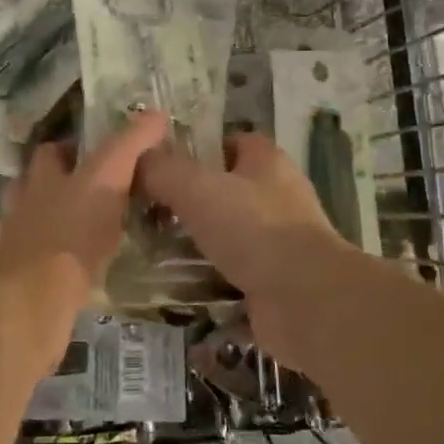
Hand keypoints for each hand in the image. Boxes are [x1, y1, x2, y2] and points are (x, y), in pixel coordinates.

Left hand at [0, 110, 169, 335]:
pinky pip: (52, 262)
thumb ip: (129, 145)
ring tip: (102, 230)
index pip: (52, 151)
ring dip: (68, 224)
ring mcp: (23, 245)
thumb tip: (156, 114)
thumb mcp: (107, 177)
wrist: (33, 300)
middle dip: (67, 186)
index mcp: (41, 178)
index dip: (73, 148)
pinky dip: (70, 259)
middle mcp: (26, 206)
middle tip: (105, 192)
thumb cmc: (70, 230)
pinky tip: (92, 266)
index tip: (102, 153)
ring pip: (45, 225)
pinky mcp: (30, 281)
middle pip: (42, 187)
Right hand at [138, 134, 347, 370]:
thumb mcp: (197, 188)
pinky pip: (232, 273)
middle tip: (147, 211)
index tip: (160, 166)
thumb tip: (137, 161)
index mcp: (267, 162)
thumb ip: (163, 170)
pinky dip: (207, 279)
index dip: (196, 149)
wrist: (307, 302)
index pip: (230, 142)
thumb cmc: (255, 230)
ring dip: (195, 243)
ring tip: (150, 250)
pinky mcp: (274, 280)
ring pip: (227, 234)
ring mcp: (278, 241)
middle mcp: (277, 196)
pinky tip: (174, 286)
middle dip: (188, 200)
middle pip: (224, 189)